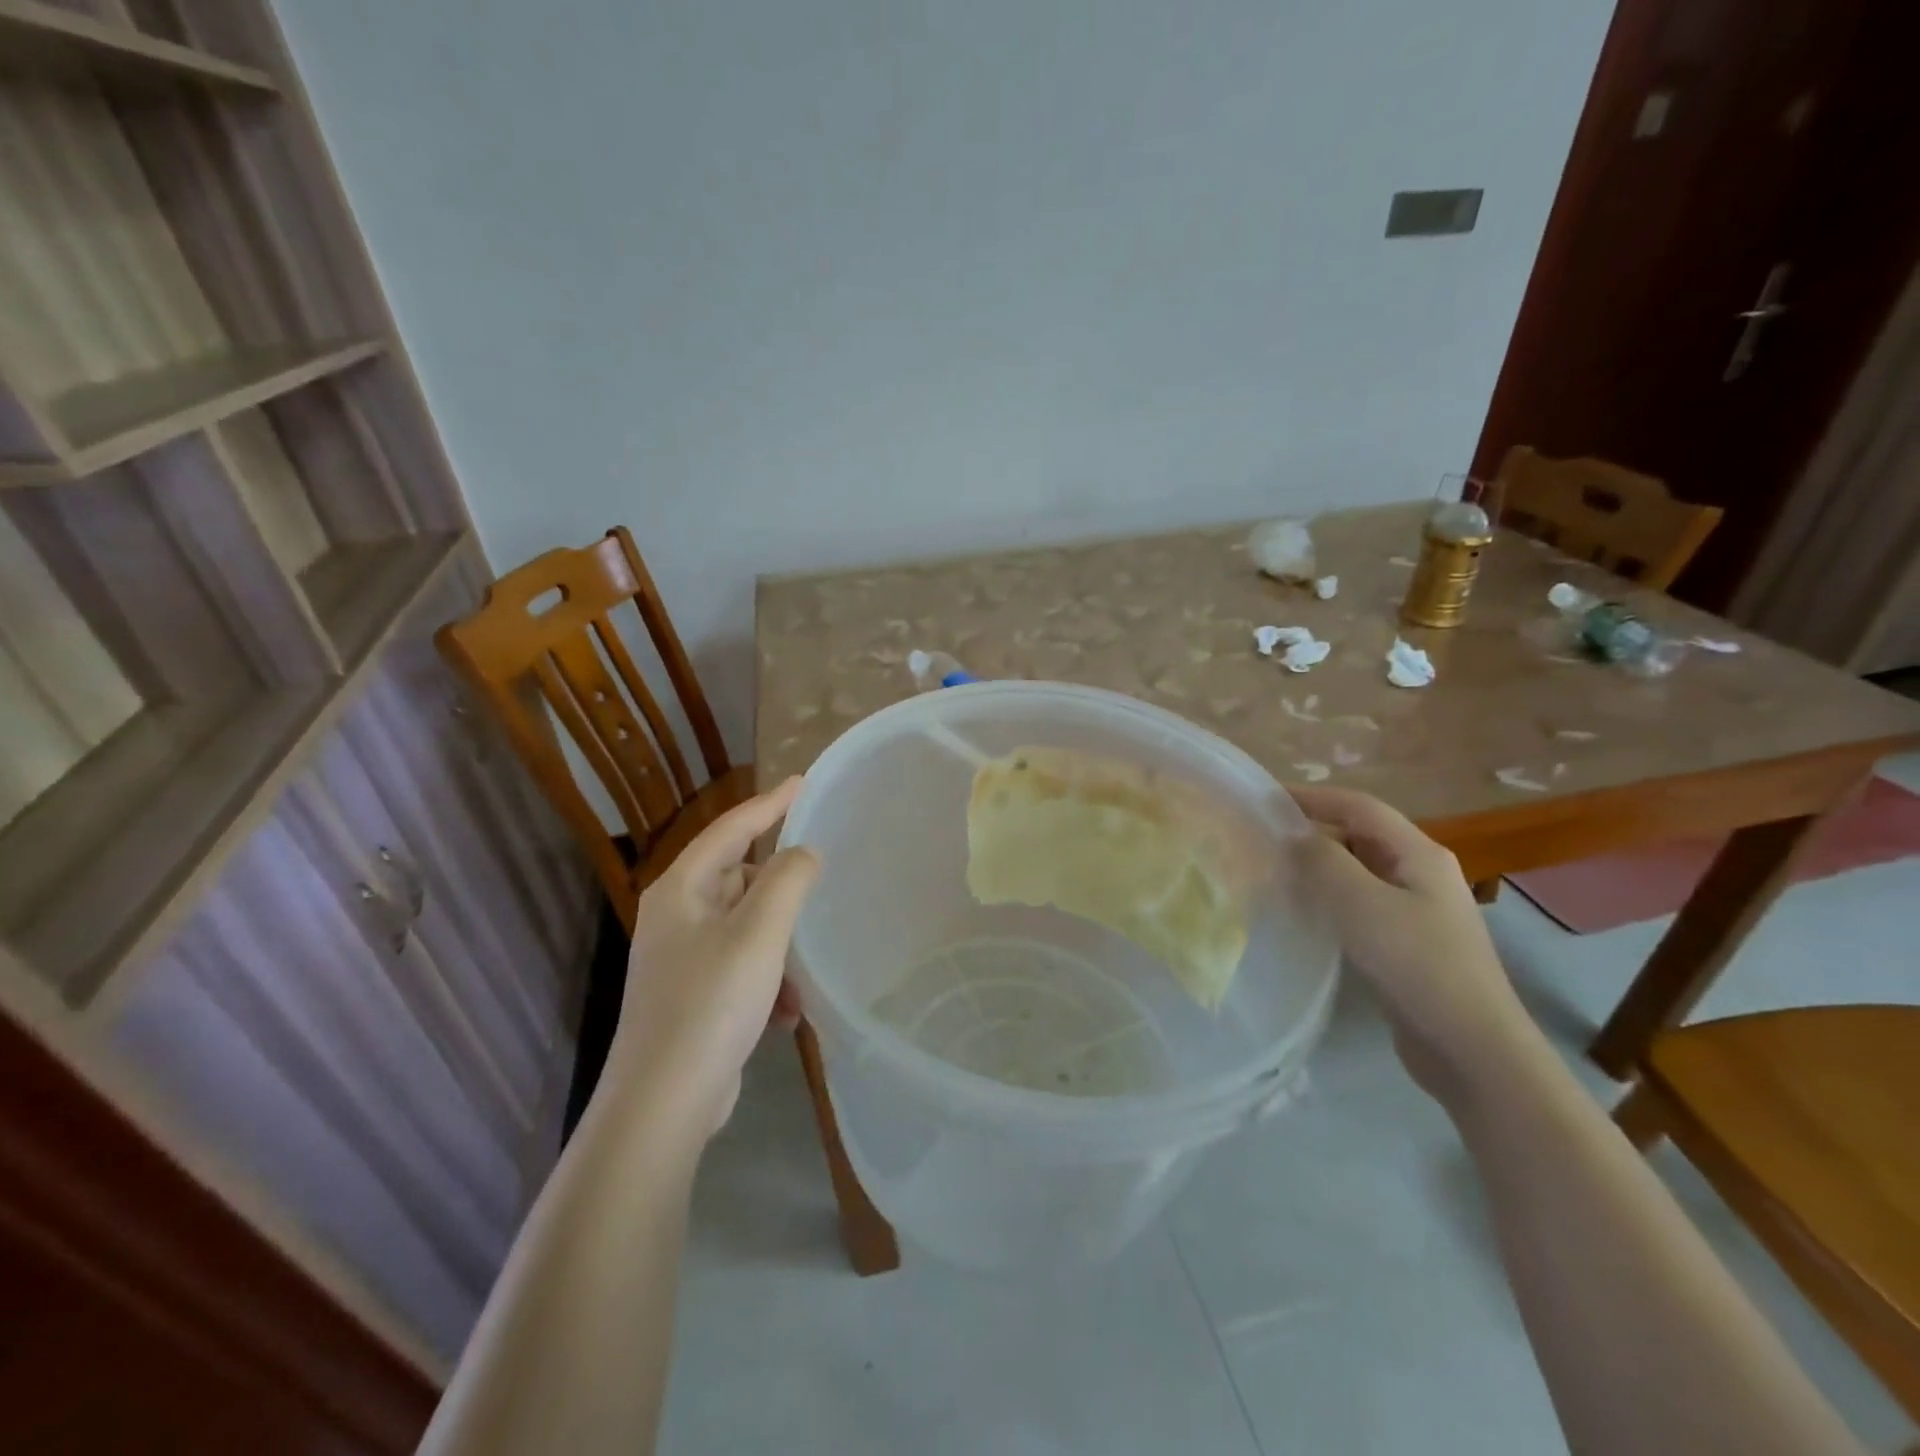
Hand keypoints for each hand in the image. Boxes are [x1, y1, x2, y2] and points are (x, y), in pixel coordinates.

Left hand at [611, 777, 820, 1136]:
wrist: (664, 1103)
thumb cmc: (711, 1003)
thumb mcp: (760, 932)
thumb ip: (788, 879)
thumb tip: (803, 853)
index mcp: (681, 889)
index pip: (731, 828)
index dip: (770, 803)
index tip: (804, 782)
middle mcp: (676, 916)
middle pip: (738, 877)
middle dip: (780, 888)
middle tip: (819, 887)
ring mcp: (681, 958)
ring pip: (746, 925)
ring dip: (780, 944)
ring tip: (803, 971)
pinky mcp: (693, 995)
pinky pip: (743, 965)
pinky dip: (769, 979)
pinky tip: (787, 1013)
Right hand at [1290, 785, 1534, 1099]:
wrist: (1471, 1047)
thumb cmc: (1416, 964)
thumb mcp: (1360, 903)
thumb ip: (1322, 860)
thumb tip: (1294, 834)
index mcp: (1419, 853)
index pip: (1359, 806)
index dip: (1312, 796)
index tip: (1264, 797)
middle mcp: (1422, 873)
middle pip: (1360, 835)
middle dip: (1312, 829)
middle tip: (1262, 837)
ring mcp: (1418, 909)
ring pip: (1359, 870)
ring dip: (1319, 865)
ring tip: (1273, 870)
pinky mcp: (1408, 942)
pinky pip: (1361, 903)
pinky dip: (1330, 897)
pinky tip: (1304, 912)